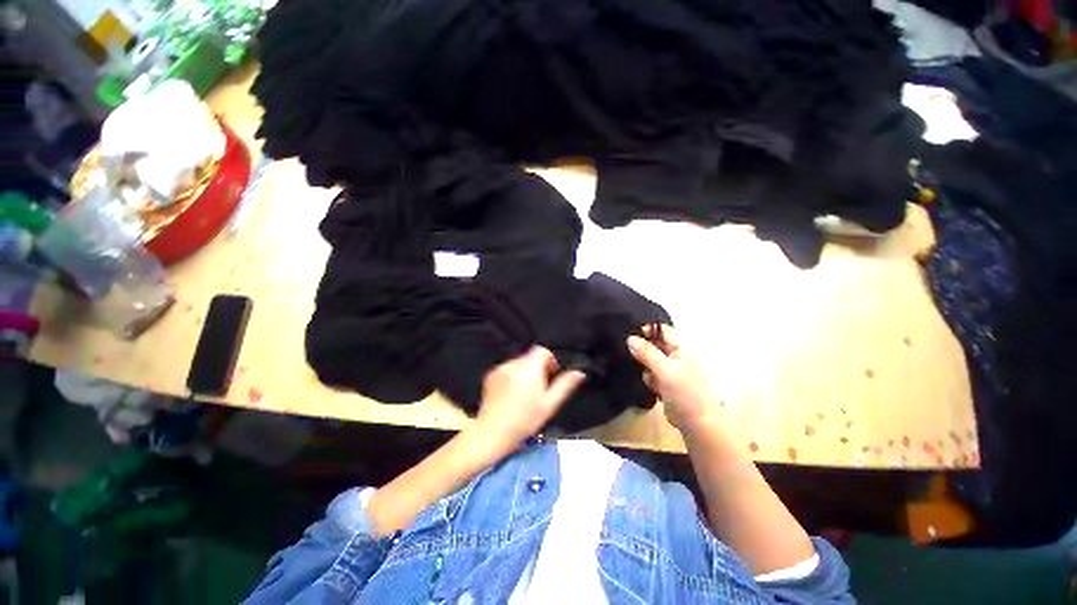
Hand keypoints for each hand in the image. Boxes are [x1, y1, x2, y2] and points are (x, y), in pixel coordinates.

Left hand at [472, 346, 585, 454]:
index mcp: (529, 368)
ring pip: (519, 363)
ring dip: (525, 372)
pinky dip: (512, 376)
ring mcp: (500, 369)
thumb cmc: (524, 421)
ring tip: (525, 394)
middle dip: (538, 368)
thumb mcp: (549, 405)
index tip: (551, 375)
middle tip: (540, 389)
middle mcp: (513, 364)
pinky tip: (512, 395)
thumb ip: (565, 385)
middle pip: (530, 357)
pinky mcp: (490, 376)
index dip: (550, 360)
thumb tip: (579, 373)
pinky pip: (506, 369)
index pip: (542, 350)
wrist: (492, 433)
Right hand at [627, 325, 720, 431]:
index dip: (648, 330)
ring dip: (646, 366)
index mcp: (681, 348)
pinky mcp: (665, 382)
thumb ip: (647, 353)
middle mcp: (676, 355)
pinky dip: (649, 378)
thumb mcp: (664, 369)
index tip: (632, 336)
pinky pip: (651, 373)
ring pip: (650, 360)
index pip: (662, 331)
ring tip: (650, 377)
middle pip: (654, 344)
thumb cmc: (685, 392)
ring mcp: (671, 369)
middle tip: (637, 357)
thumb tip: (630, 339)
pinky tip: (653, 386)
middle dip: (644, 350)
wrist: (696, 422)